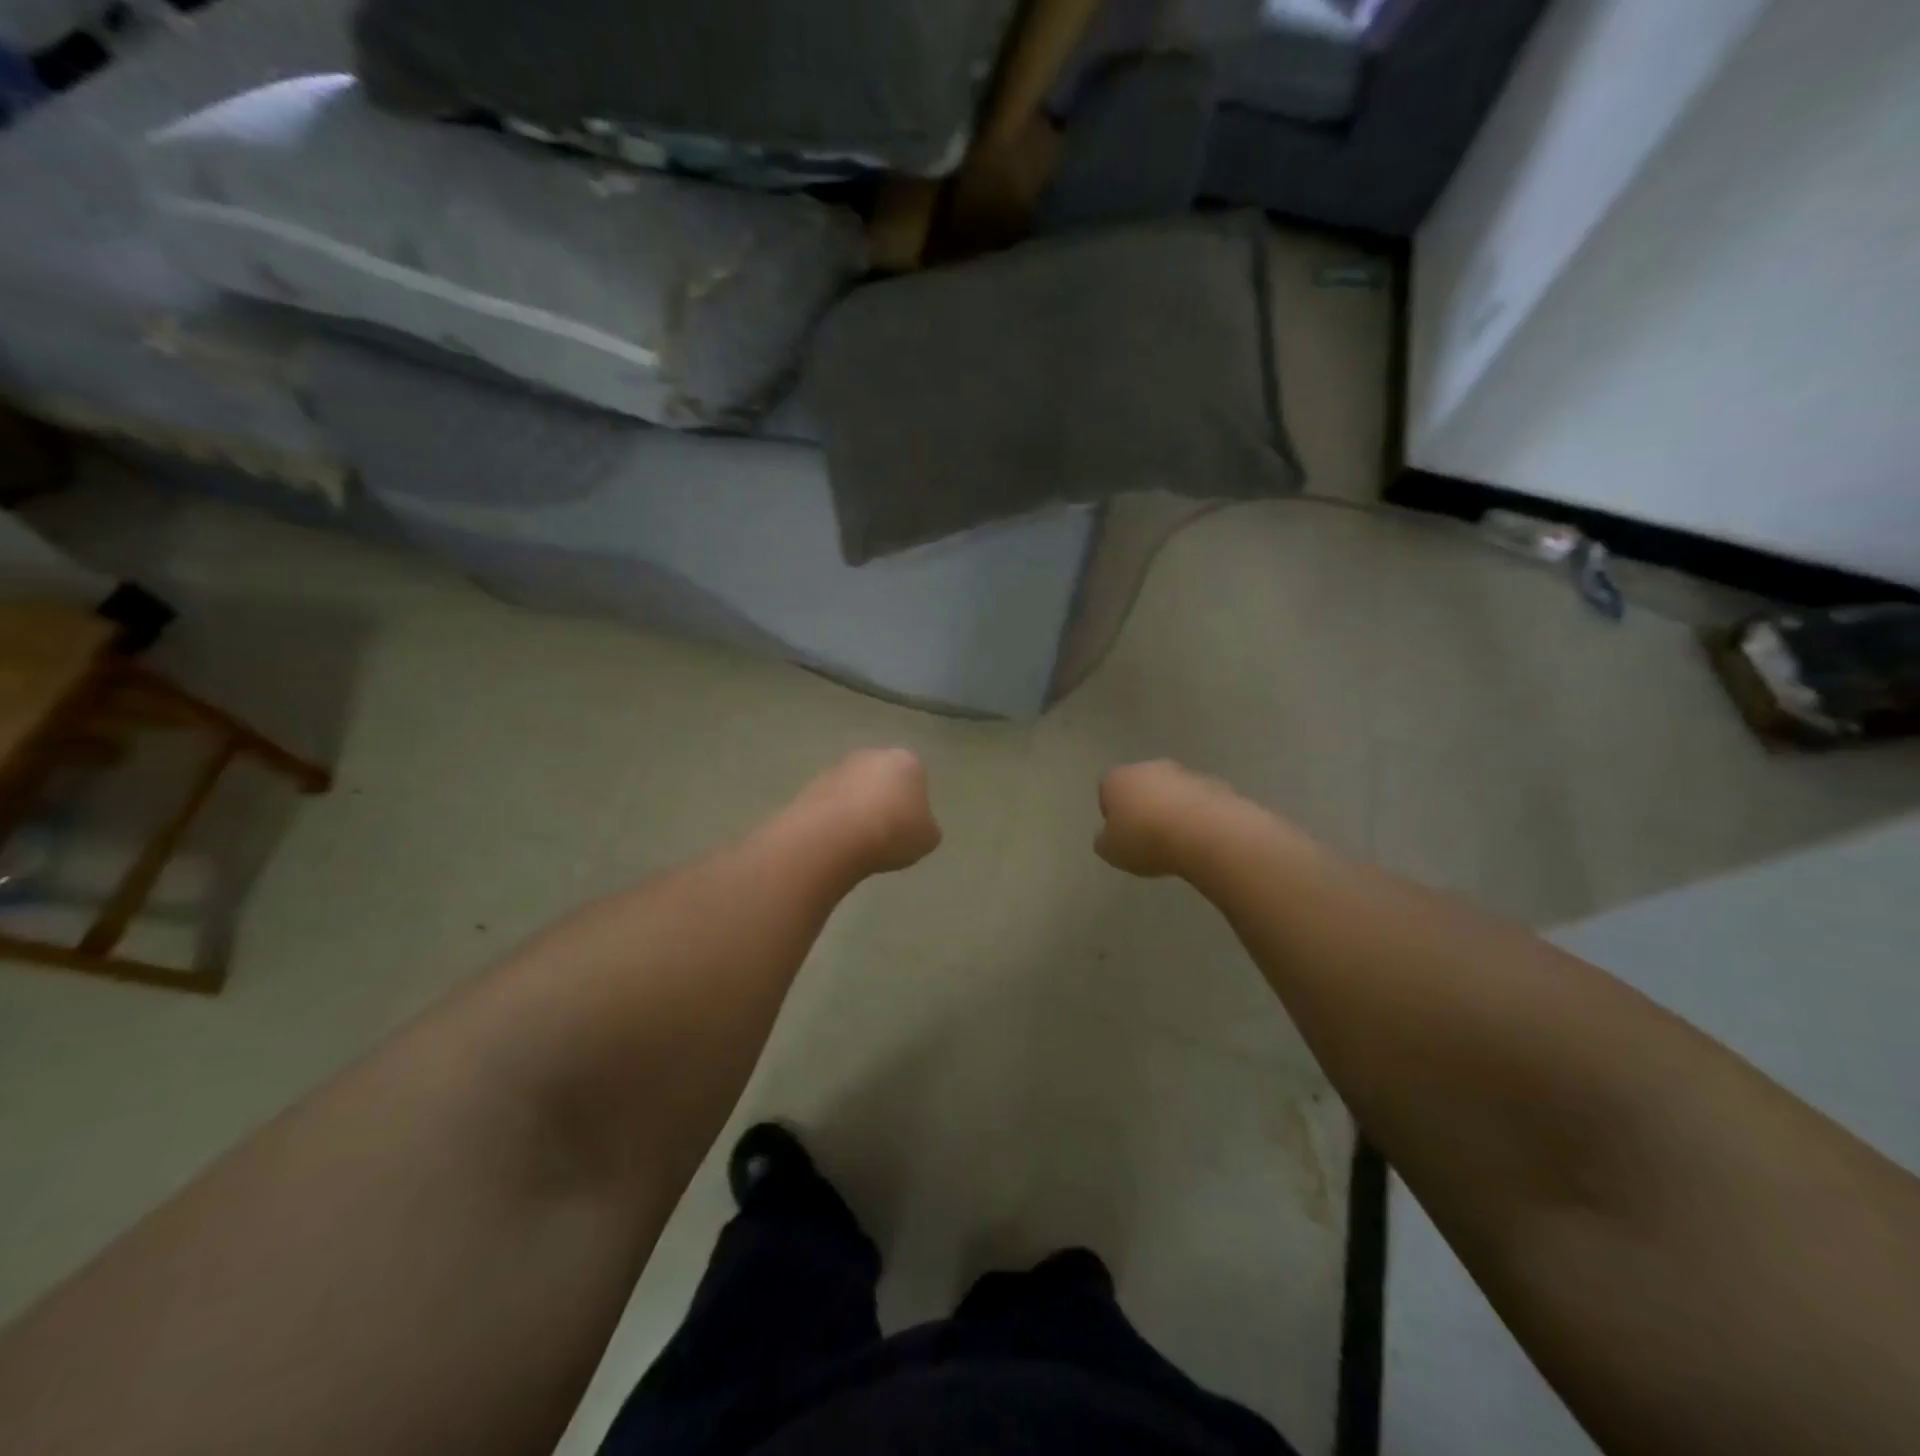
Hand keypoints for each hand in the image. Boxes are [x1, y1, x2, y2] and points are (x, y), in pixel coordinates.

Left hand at [786, 748, 942, 875]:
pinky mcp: (811, 785)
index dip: (914, 803)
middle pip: (882, 777)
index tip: (909, 827)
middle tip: (885, 832)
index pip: (916, 777)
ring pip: (854, 789)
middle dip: (883, 800)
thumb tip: (916, 826)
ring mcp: (838, 768)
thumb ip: (926, 827)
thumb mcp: (927, 838)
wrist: (835, 836)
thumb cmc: (892, 832)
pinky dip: (835, 818)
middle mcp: (872, 755)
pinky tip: (837, 841)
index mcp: (906, 761)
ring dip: (856, 808)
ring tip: (858, 841)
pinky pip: (831, 803)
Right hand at [1096, 760, 1223, 877]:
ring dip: (1172, 808)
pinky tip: (1200, 837)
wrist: (1204, 833)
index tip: (1121, 833)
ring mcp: (1184, 773)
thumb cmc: (1146, 839)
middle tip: (1148, 836)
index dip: (1112, 811)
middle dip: (1143, 805)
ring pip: (1172, 790)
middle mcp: (1149, 767)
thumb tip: (1107, 837)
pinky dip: (1197, 814)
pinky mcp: (1214, 783)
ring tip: (1177, 840)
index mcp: (1118, 779)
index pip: (1107, 789)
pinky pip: (1199, 800)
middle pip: (1141, 785)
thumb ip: (1105, 841)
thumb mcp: (1112, 852)